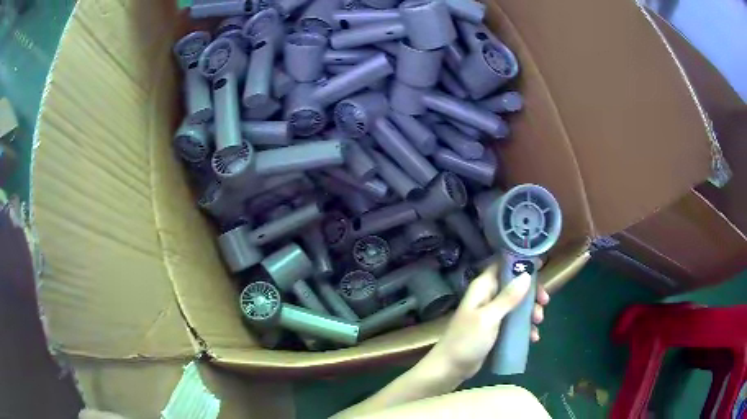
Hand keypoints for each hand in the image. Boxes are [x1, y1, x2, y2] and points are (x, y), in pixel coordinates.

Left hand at [427, 265, 549, 379]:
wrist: (451, 368)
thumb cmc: (466, 340)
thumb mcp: (489, 318)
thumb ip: (507, 297)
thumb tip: (526, 274)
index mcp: (483, 287)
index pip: (503, 265)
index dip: (521, 263)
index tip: (541, 267)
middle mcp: (489, 296)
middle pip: (516, 285)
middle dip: (532, 293)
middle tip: (544, 303)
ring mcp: (493, 313)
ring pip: (518, 305)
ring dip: (531, 312)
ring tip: (538, 322)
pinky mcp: (496, 329)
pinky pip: (515, 322)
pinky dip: (525, 327)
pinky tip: (533, 338)